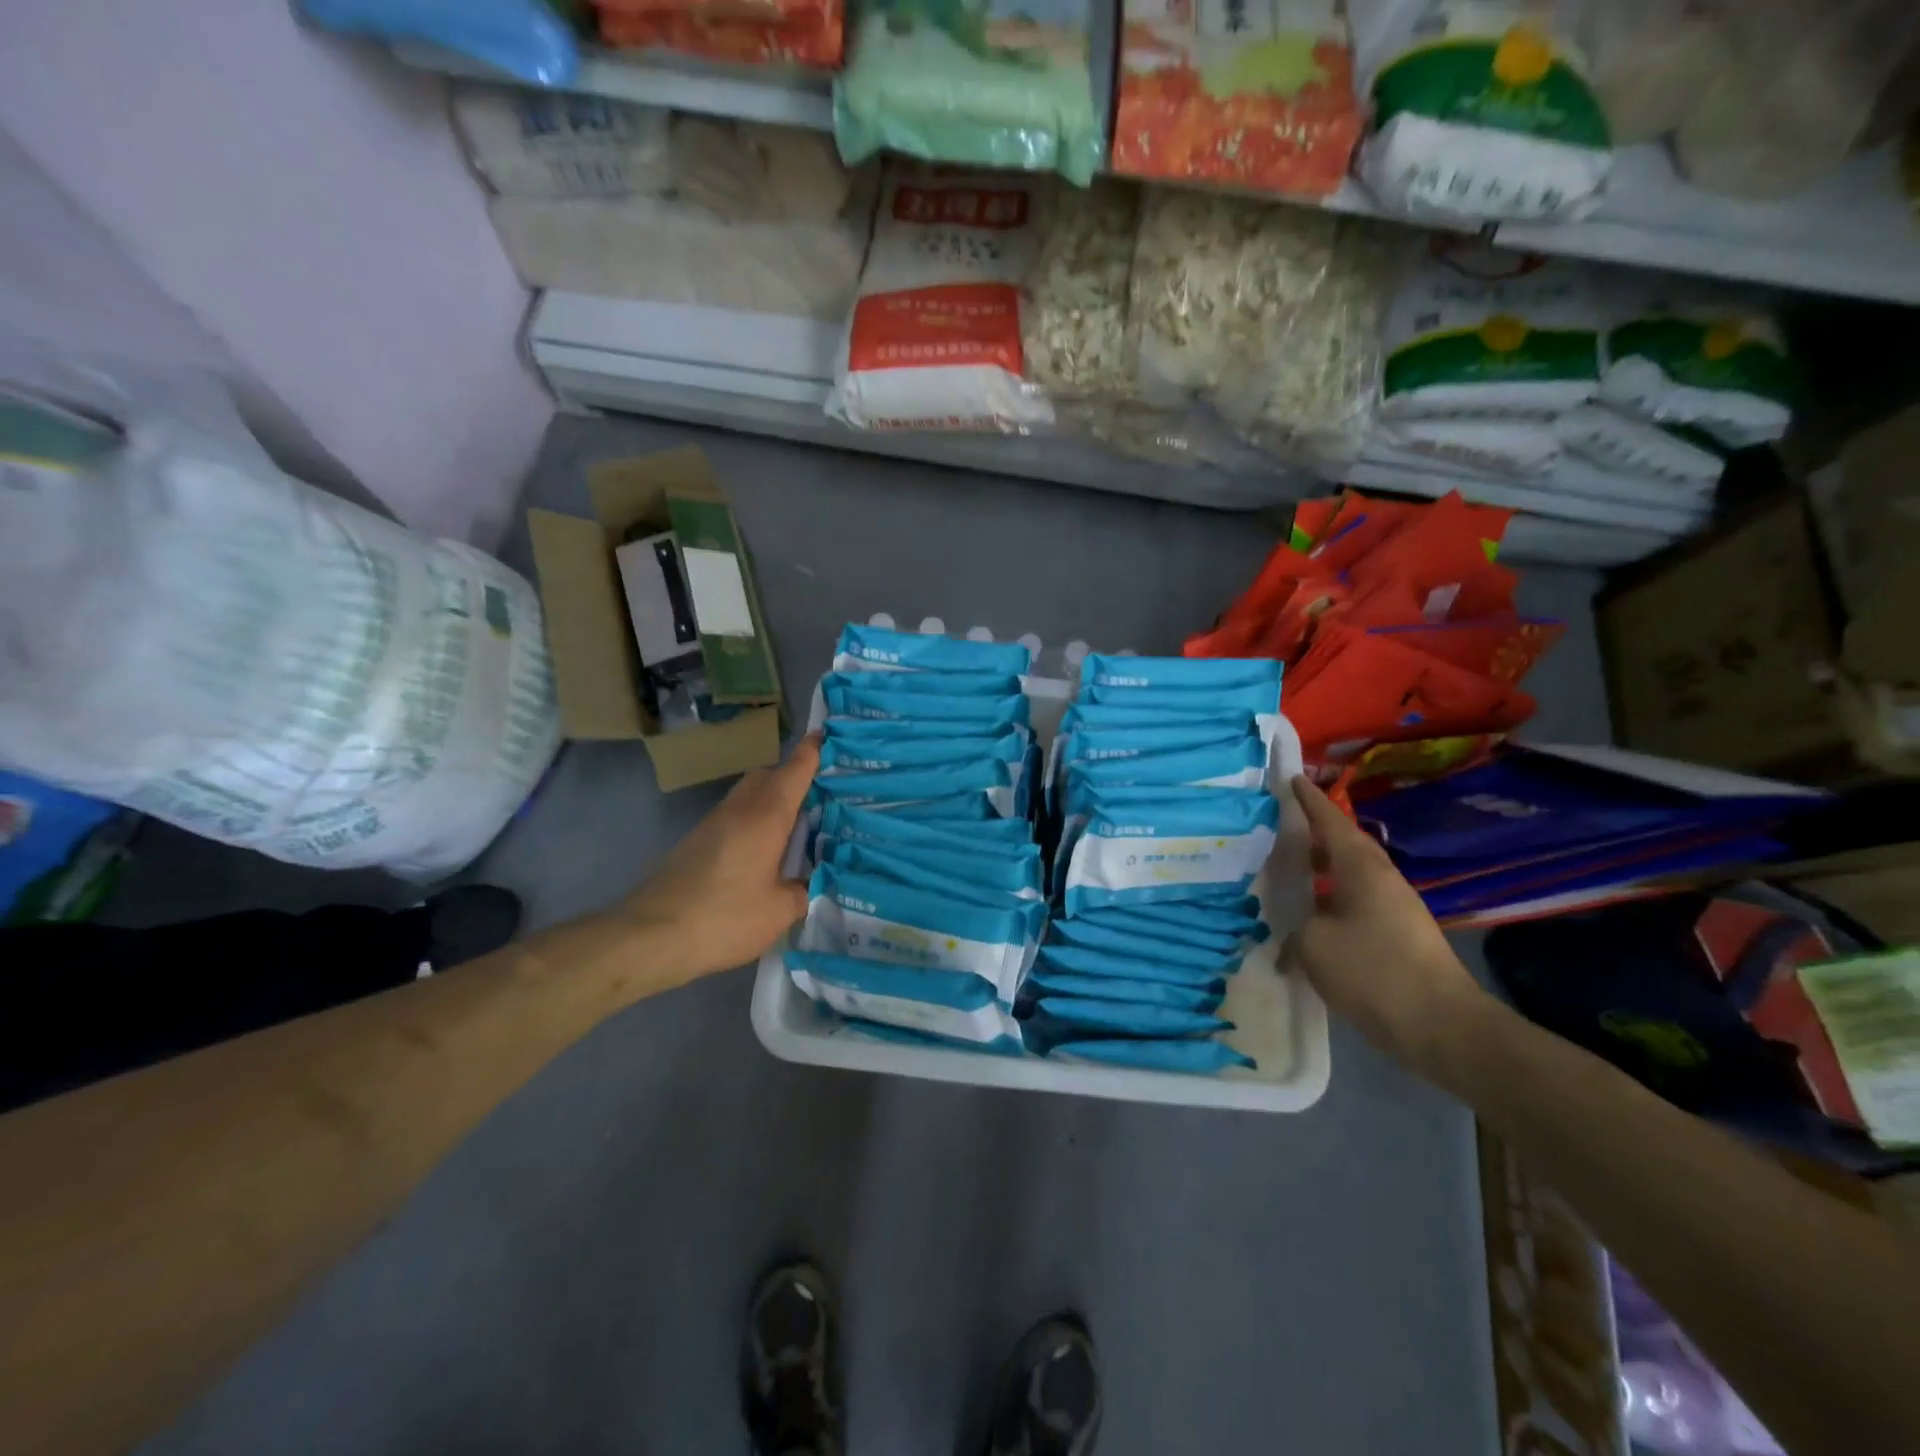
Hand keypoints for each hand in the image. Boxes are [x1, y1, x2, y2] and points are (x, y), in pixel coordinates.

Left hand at [617, 735, 819, 986]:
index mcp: (766, 816)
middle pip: (769, 775)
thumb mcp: (779, 912)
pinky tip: (763, 853)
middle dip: (793, 777)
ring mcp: (713, 823)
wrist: (651, 936)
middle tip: (821, 797)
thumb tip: (808, 884)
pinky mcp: (696, 842)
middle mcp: (739, 809)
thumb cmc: (724, 917)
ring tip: (796, 828)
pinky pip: (734, 817)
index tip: (828, 736)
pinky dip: (753, 822)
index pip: (795, 770)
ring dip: (771, 801)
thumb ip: (802, 892)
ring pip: (748, 795)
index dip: (813, 751)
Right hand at [1286, 775, 1488, 1077]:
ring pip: (1351, 878)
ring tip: (1292, 875)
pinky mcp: (1400, 938)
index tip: (1293, 778)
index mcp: (1362, 869)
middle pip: (1345, 847)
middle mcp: (1382, 880)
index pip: (1331, 822)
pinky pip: (1356, 906)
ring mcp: (1395, 910)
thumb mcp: (1314, 945)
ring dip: (1324, 873)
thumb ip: (1296, 931)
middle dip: (1316, 836)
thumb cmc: (1373, 971)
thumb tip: (1294, 940)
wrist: (1442, 1027)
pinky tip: (1313, 923)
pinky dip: (1332, 904)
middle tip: (1283, 829)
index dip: (1310, 800)